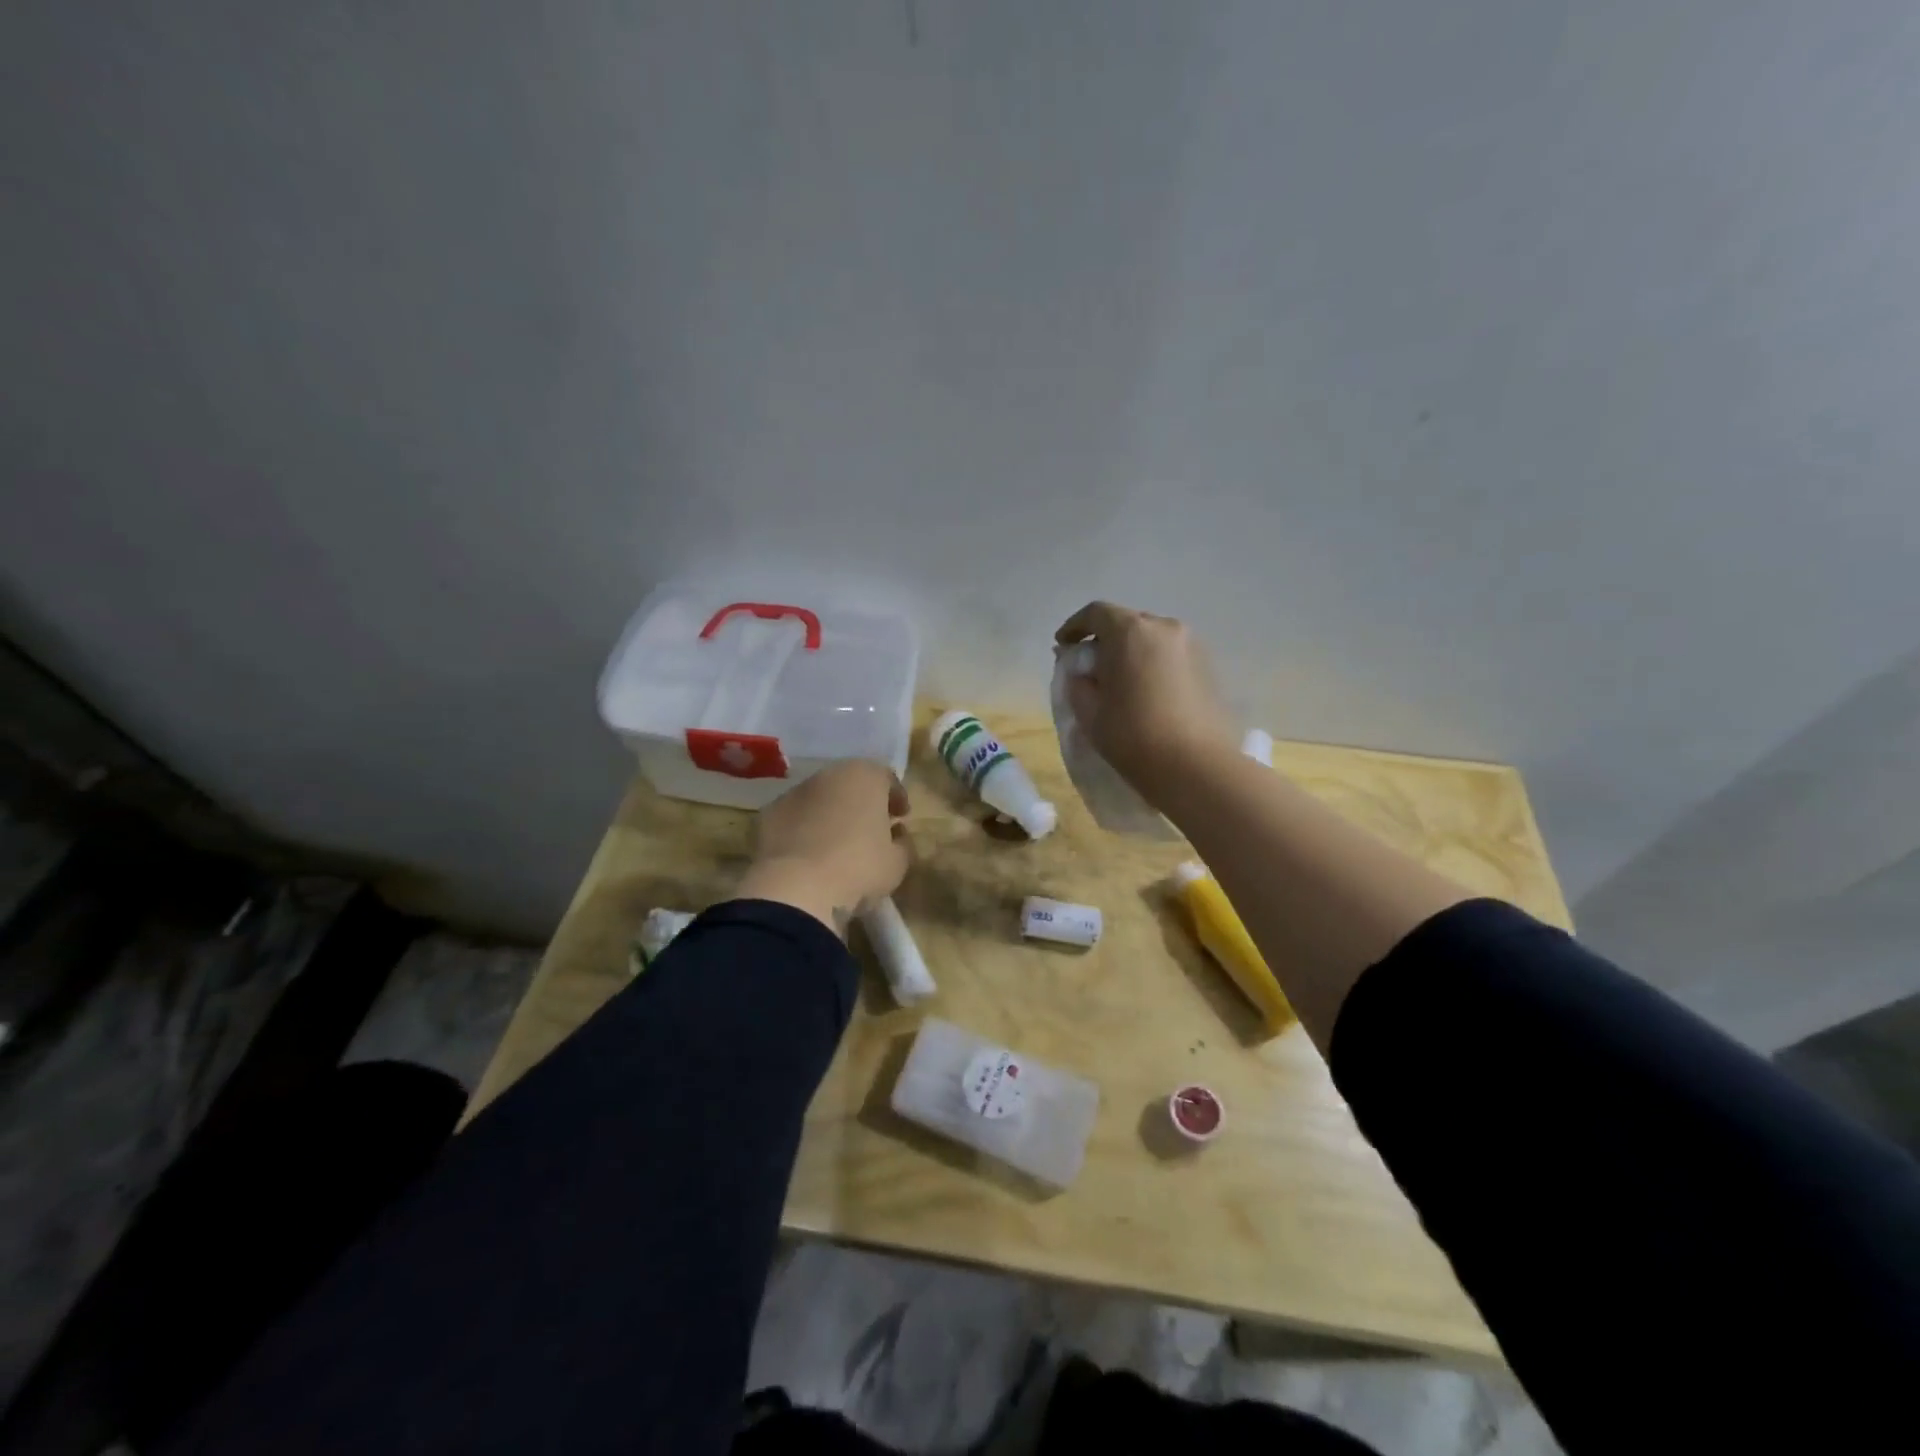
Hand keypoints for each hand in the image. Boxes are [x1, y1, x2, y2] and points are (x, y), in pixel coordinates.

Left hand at [735, 760, 910, 935]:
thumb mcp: (898, 862)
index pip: (887, 778)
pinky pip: (795, 817)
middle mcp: (828, 775)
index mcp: (864, 776)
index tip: (901, 817)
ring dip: (831, 813)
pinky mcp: (768, 815)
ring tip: (838, 843)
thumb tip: (896, 834)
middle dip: (862, 802)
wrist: (797, 889)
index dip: (896, 798)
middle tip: (871, 828)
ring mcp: (794, 792)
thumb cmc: (859, 868)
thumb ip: (902, 842)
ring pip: (820, 798)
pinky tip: (809, 853)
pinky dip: (804, 828)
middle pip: (851, 783)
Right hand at [1055, 601, 1235, 796]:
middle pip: (1127, 622)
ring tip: (1120, 681)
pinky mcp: (1209, 666)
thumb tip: (1080, 669)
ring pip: (1151, 639)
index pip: (1096, 613)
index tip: (1063, 647)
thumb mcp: (1090, 711)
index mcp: (1131, 631)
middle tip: (1090, 667)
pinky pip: (1171, 655)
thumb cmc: (1133, 736)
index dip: (1075, 627)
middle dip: (1105, 639)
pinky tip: (1146, 691)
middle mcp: (1164, 627)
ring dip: (1131, 652)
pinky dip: (1153, 664)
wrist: (1196, 767)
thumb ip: (1077, 681)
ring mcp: (1192, 645)